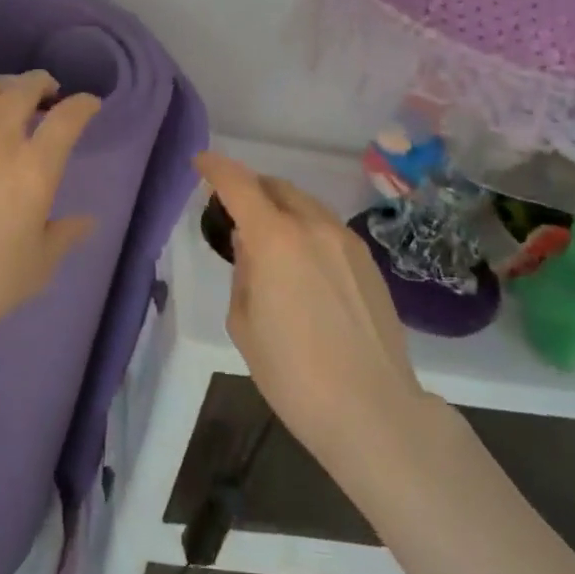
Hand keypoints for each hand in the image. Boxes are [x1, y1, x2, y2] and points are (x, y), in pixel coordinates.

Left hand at [0, 71, 101, 354]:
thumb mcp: (37, 265)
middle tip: (46, 90)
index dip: (82, 105)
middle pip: (21, 90)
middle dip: (40, 82)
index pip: (67, 119)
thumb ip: (64, 235)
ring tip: (5, 93)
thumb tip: (86, 221)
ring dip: (0, 86)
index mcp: (34, 168)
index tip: (88, 104)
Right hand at [196, 152, 426, 471]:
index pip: (239, 184)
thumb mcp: (245, 324)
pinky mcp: (368, 261)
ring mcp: (346, 241)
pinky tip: (302, 262)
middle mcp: (313, 227)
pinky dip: (306, 228)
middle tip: (234, 207)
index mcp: (275, 239)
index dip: (216, 167)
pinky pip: (327, 228)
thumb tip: (251, 246)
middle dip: (251, 187)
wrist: (373, 410)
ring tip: (268, 236)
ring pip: (306, 205)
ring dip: (281, 208)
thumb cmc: (294, 374)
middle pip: (276, 187)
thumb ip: (244, 272)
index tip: (201, 162)